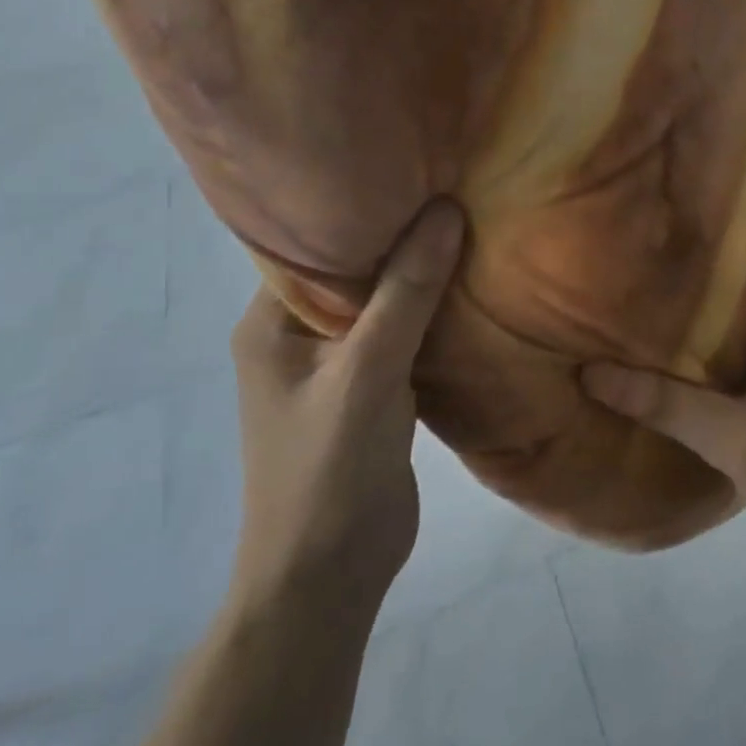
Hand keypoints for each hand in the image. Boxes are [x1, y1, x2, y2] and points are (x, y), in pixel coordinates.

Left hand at [228, 201, 464, 617]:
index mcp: (271, 321)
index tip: (415, 168)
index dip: (360, 204)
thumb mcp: (368, 373)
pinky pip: (404, 333)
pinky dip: (433, 313)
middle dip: (401, 235)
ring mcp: (336, 363)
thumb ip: (406, 293)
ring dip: (421, 275)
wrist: (330, 577)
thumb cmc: (328, 470)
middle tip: (454, 187)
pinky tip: (474, 285)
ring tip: (471, 222)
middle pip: (354, 268)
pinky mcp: (371, 387)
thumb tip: (445, 210)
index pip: (313, 242)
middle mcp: (298, 334)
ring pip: (384, 301)